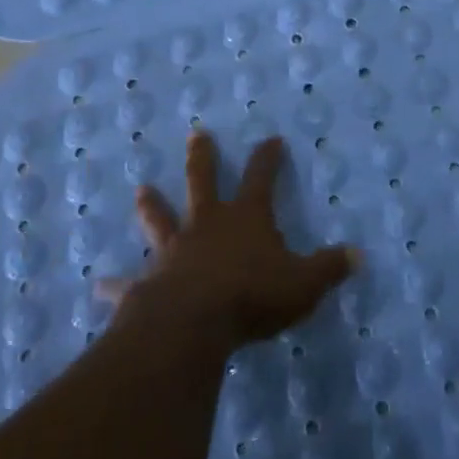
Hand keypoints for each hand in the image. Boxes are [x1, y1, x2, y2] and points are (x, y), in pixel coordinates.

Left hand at [98, 130, 357, 347]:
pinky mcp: (147, 283)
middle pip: (203, 182)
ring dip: (153, 205)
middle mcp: (207, 225)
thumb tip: (359, 255)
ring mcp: (173, 251)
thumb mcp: (303, 283)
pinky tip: (98, 285)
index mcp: (245, 219)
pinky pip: (128, 283)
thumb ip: (330, 268)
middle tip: (198, 134)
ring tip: (141, 190)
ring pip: (162, 220)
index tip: (272, 138)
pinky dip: (115, 285)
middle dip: (204, 158)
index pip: (262, 178)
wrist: (193, 324)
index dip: (268, 158)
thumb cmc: (253, 296)